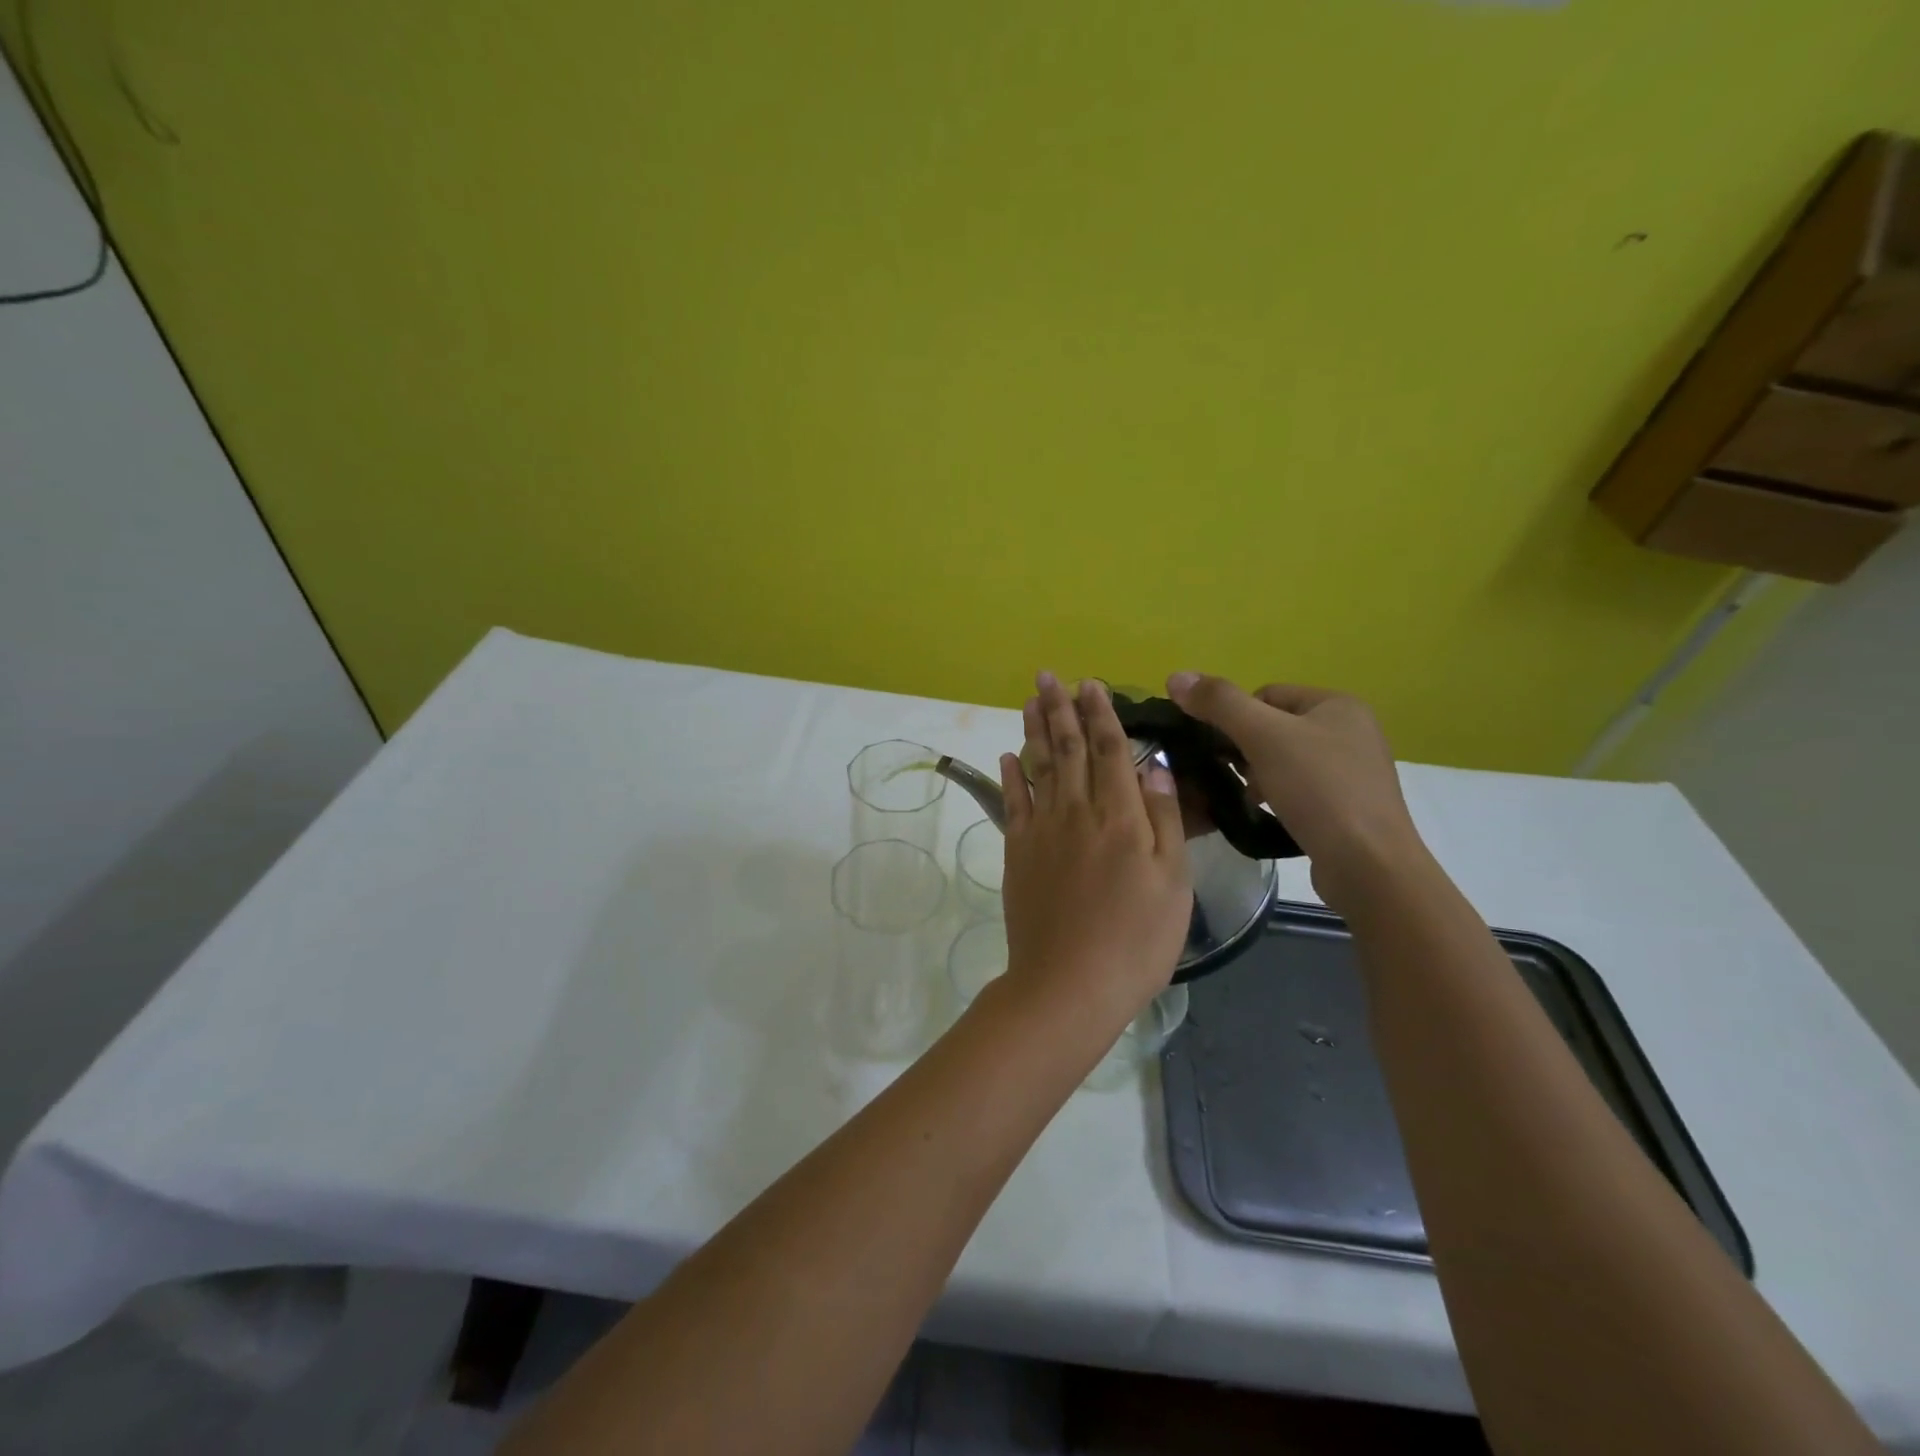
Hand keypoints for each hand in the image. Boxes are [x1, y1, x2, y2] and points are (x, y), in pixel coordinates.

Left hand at [995, 672, 1191, 1028]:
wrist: (1068, 983)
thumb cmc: (1135, 940)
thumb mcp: (1173, 884)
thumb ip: (1163, 820)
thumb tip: (1154, 767)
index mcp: (1121, 817)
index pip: (1110, 751)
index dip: (1101, 715)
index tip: (1092, 684)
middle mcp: (1077, 812)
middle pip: (1068, 749)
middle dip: (1061, 709)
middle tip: (1050, 676)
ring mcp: (1042, 830)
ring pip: (1039, 766)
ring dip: (1035, 730)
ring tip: (1031, 700)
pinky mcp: (1018, 852)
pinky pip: (1012, 803)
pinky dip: (1010, 775)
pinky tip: (1008, 755)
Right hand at [1164, 673, 1428, 915]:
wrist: (1368, 865)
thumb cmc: (1318, 790)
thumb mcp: (1263, 736)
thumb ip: (1219, 703)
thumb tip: (1175, 676)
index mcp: (1337, 703)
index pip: (1265, 694)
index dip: (1234, 718)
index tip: (1221, 750)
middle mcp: (1351, 730)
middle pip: (1273, 727)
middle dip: (1245, 750)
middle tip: (1233, 776)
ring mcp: (1353, 770)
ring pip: (1284, 760)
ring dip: (1258, 776)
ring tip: (1250, 799)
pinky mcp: (1349, 805)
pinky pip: (1300, 789)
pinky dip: (1278, 797)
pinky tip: (1269, 814)